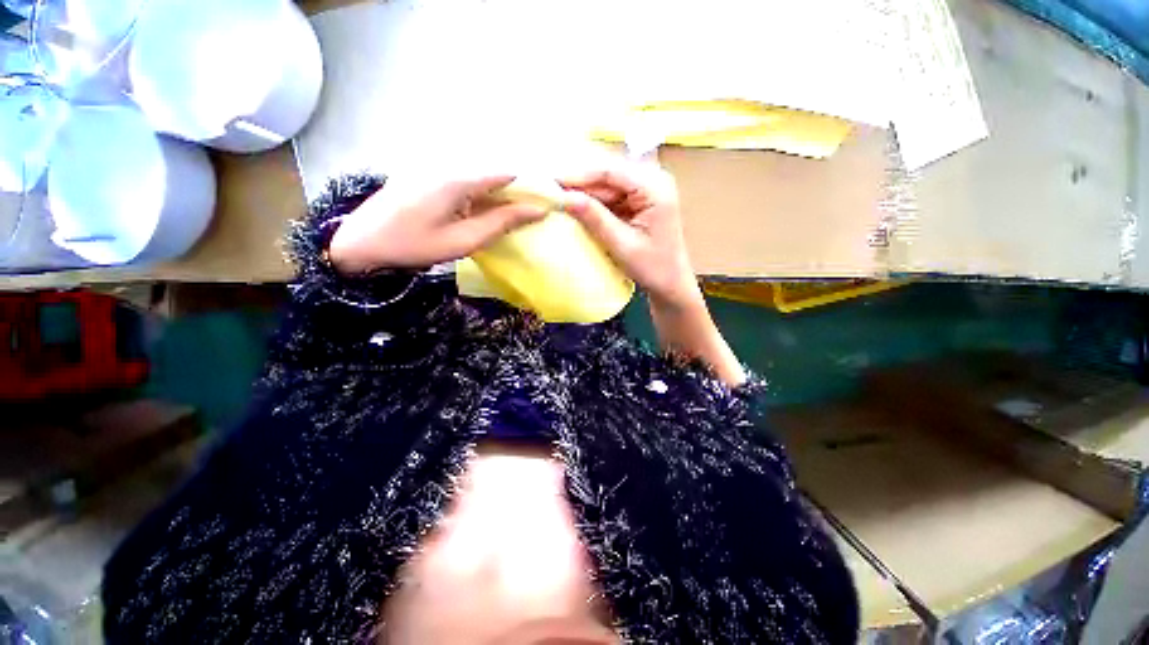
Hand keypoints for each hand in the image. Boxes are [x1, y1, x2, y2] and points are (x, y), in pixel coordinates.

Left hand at [328, 175, 546, 273]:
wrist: (360, 242)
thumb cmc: (414, 244)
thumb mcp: (463, 240)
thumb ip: (501, 223)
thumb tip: (537, 210)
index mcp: (458, 178)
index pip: (507, 172)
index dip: (529, 185)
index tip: (545, 201)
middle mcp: (448, 163)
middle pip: (494, 170)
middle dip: (515, 190)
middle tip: (530, 211)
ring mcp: (434, 166)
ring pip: (479, 174)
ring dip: (498, 192)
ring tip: (511, 214)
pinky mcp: (426, 174)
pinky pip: (464, 178)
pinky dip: (480, 193)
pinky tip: (482, 211)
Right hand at [559, 160, 702, 310]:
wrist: (670, 284)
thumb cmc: (652, 267)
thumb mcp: (621, 244)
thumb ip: (594, 218)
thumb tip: (564, 197)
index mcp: (655, 187)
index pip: (611, 171)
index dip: (579, 175)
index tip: (551, 181)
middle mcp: (652, 180)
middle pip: (608, 175)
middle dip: (580, 184)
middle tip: (550, 190)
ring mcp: (646, 189)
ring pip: (607, 185)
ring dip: (585, 193)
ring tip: (557, 198)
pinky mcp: (639, 200)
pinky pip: (612, 196)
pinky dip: (594, 203)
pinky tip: (576, 207)